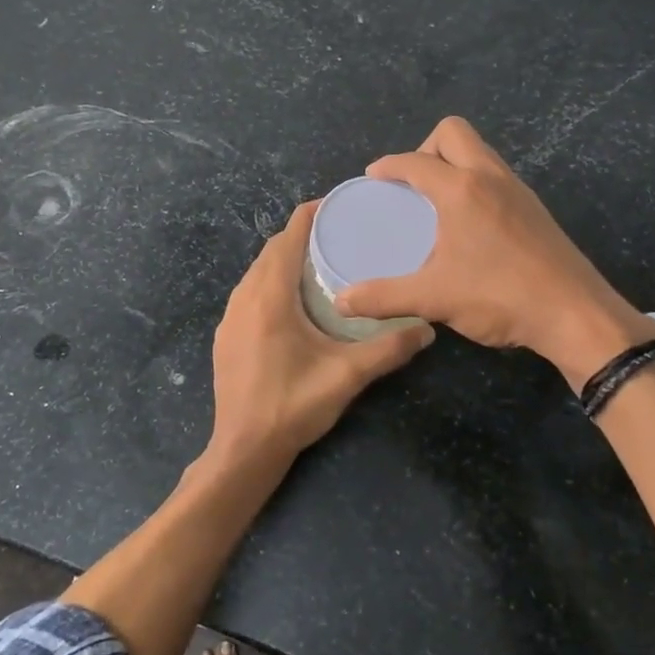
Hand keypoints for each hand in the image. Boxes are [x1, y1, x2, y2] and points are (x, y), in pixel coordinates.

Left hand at [210, 200, 433, 468]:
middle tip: (340, 234)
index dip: (311, 214)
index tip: (339, 204)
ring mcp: (230, 316)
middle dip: (303, 235)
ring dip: (286, 258)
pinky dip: (272, 280)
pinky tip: (294, 299)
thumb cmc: (293, 406)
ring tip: (321, 261)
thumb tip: (428, 329)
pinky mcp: (226, 334)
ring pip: (258, 270)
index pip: (288, 237)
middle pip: (273, 249)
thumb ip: (388, 349)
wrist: (243, 449)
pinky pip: (250, 290)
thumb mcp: (347, 376)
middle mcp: (245, 297)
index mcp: (270, 296)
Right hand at [333, 118, 654, 391]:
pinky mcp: (534, 207)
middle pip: (453, 132)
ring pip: (479, 151)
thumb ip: (383, 297)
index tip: (373, 177)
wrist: (575, 314)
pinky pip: (495, 174)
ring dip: (453, 163)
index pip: (415, 161)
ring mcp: (517, 189)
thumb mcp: (433, 298)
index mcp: (461, 189)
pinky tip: (468, 222)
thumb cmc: (500, 297)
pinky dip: (474, 181)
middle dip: (425, 149)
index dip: (389, 166)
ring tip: (435, 201)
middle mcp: (490, 177)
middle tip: (411, 185)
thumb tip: (342, 301)